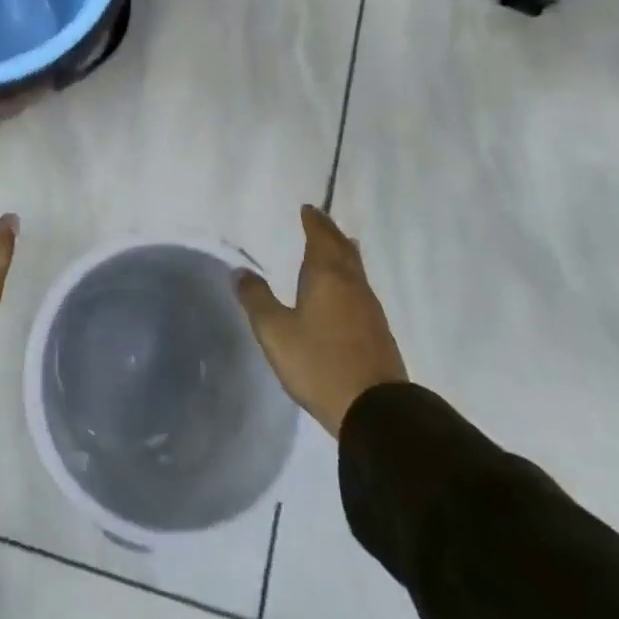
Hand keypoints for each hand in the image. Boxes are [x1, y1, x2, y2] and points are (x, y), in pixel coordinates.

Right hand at [235, 205, 407, 435]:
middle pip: (343, 249)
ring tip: (336, 248)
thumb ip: (257, 299)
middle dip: (330, 233)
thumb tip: (240, 271)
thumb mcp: (275, 332)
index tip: (307, 209)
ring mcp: (369, 308)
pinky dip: (349, 278)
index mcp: (327, 276)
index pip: (320, 237)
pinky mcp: (378, 332)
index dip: (313, 222)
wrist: (375, 410)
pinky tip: (345, 290)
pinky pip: (360, 290)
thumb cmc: (319, 363)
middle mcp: (352, 285)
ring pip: (355, 269)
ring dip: (343, 254)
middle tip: (320, 221)